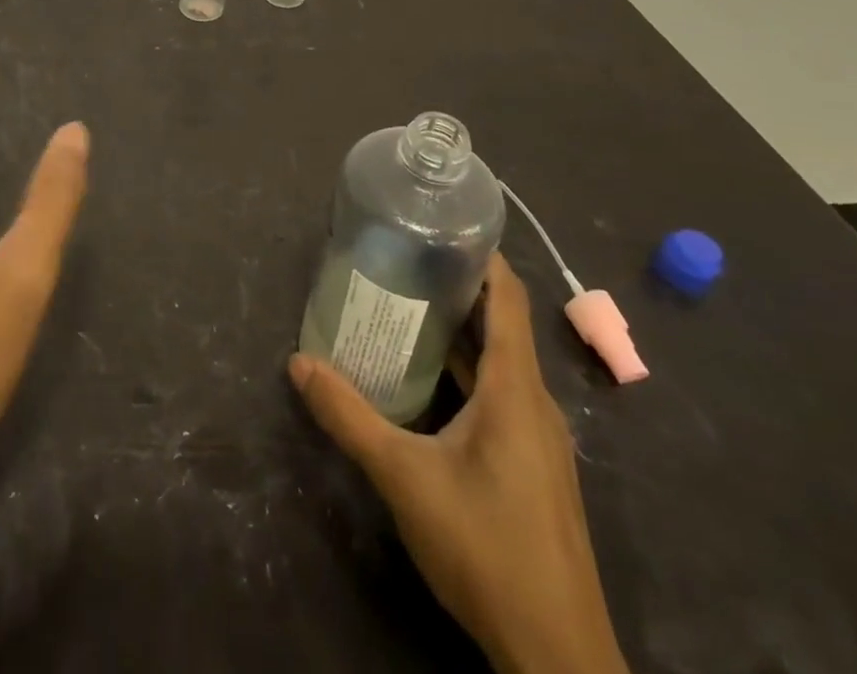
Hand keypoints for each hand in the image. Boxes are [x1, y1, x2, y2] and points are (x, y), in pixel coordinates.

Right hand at [290, 255, 628, 673]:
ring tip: (408, 307)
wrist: (558, 657)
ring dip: (462, 334)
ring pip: (501, 364)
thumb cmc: (486, 547)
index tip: (441, 225)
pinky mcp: (534, 467)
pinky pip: (502, 397)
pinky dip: (469, 374)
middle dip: (458, 289)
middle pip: (502, 325)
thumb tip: (298, 362)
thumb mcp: (405, 478)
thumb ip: (349, 417)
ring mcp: (539, 438)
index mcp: (516, 389)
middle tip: (404, 260)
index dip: (482, 257)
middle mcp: (535, 403)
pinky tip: (430, 381)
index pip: (507, 299)